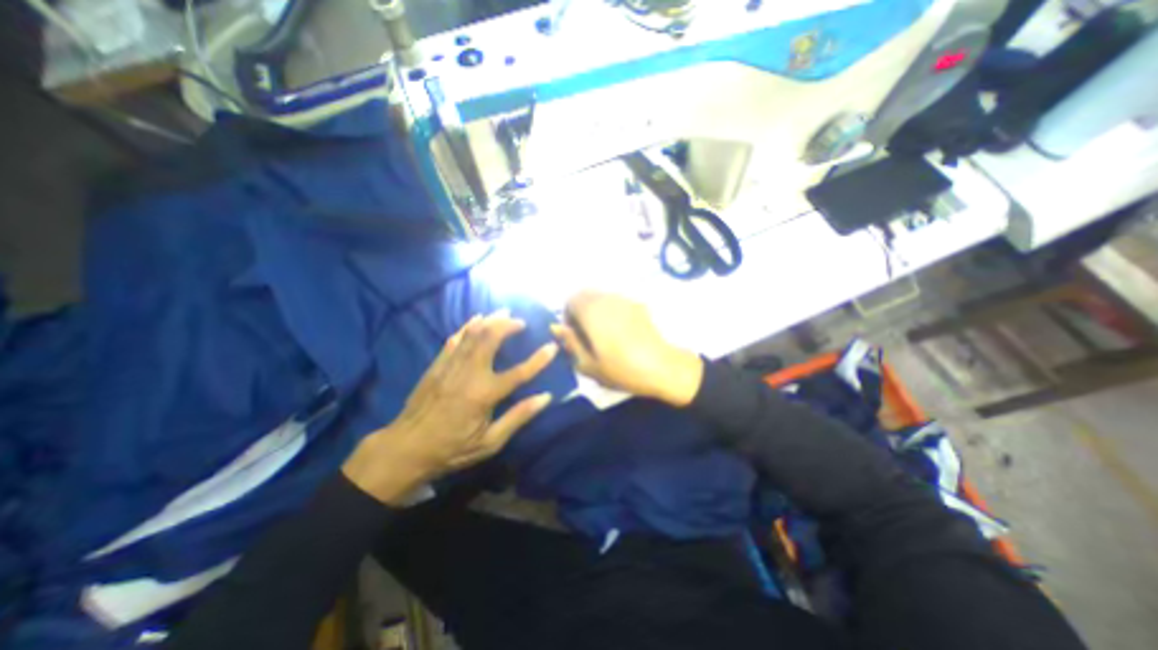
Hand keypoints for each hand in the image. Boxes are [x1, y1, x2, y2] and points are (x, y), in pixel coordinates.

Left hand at [341, 313, 557, 504]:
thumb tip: (545, 397)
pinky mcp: (436, 365)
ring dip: (489, 320)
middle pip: (490, 340)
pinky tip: (475, 319)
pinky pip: (454, 340)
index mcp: (484, 394)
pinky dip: (466, 327)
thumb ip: (518, 417)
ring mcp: (450, 367)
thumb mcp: (490, 442)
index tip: (552, 346)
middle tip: (520, 321)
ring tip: (502, 312)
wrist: (405, 449)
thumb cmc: (452, 448)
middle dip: (507, 326)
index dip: (539, 359)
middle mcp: (469, 374)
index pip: (519, 372)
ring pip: (472, 334)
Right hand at [548, 293, 699, 405]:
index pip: (571, 299)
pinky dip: (611, 311)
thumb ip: (570, 342)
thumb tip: (556, 327)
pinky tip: (620, 332)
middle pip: (586, 294)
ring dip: (596, 310)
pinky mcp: (639, 305)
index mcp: (592, 311)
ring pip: (602, 297)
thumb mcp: (588, 364)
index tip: (573, 334)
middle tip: (586, 334)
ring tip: (603, 334)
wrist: (663, 367)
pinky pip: (617, 302)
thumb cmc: (621, 369)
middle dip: (581, 310)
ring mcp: (625, 300)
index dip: (567, 315)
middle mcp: (607, 299)